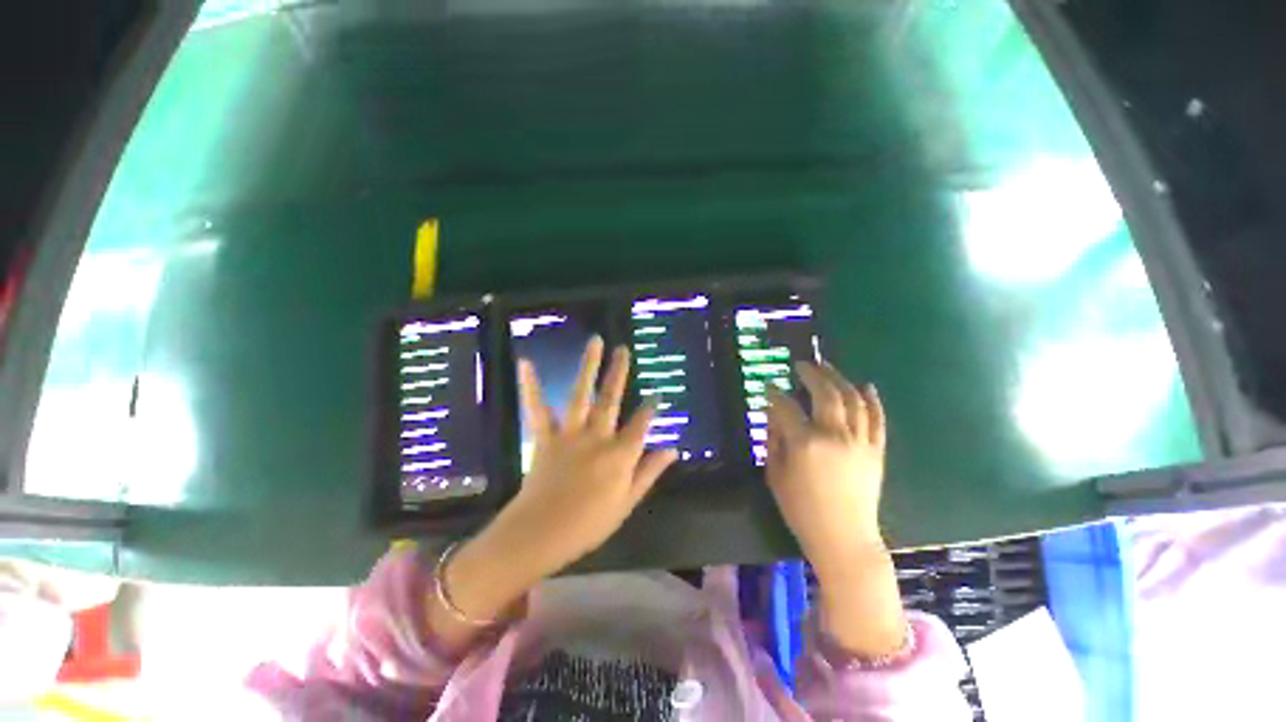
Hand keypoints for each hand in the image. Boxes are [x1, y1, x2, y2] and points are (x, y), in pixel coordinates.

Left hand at [504, 336, 677, 574]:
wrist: (541, 534)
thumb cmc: (589, 524)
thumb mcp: (627, 502)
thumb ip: (649, 472)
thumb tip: (673, 449)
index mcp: (620, 455)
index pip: (641, 424)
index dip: (650, 409)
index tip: (656, 394)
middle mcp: (597, 437)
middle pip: (611, 399)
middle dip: (619, 373)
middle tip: (623, 349)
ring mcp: (570, 434)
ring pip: (581, 395)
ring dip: (588, 367)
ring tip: (595, 342)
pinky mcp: (545, 437)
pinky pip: (537, 409)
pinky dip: (532, 386)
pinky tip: (527, 363)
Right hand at [765, 361, 904, 657]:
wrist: (844, 539)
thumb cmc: (801, 510)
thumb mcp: (775, 475)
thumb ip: (774, 439)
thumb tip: (774, 413)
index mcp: (806, 443)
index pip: (786, 406)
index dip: (775, 394)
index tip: (769, 387)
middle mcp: (835, 436)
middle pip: (826, 393)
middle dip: (812, 373)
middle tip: (802, 364)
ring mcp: (860, 442)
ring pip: (853, 399)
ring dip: (839, 378)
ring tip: (828, 367)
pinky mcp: (876, 451)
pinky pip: (877, 419)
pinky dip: (872, 400)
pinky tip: (866, 386)